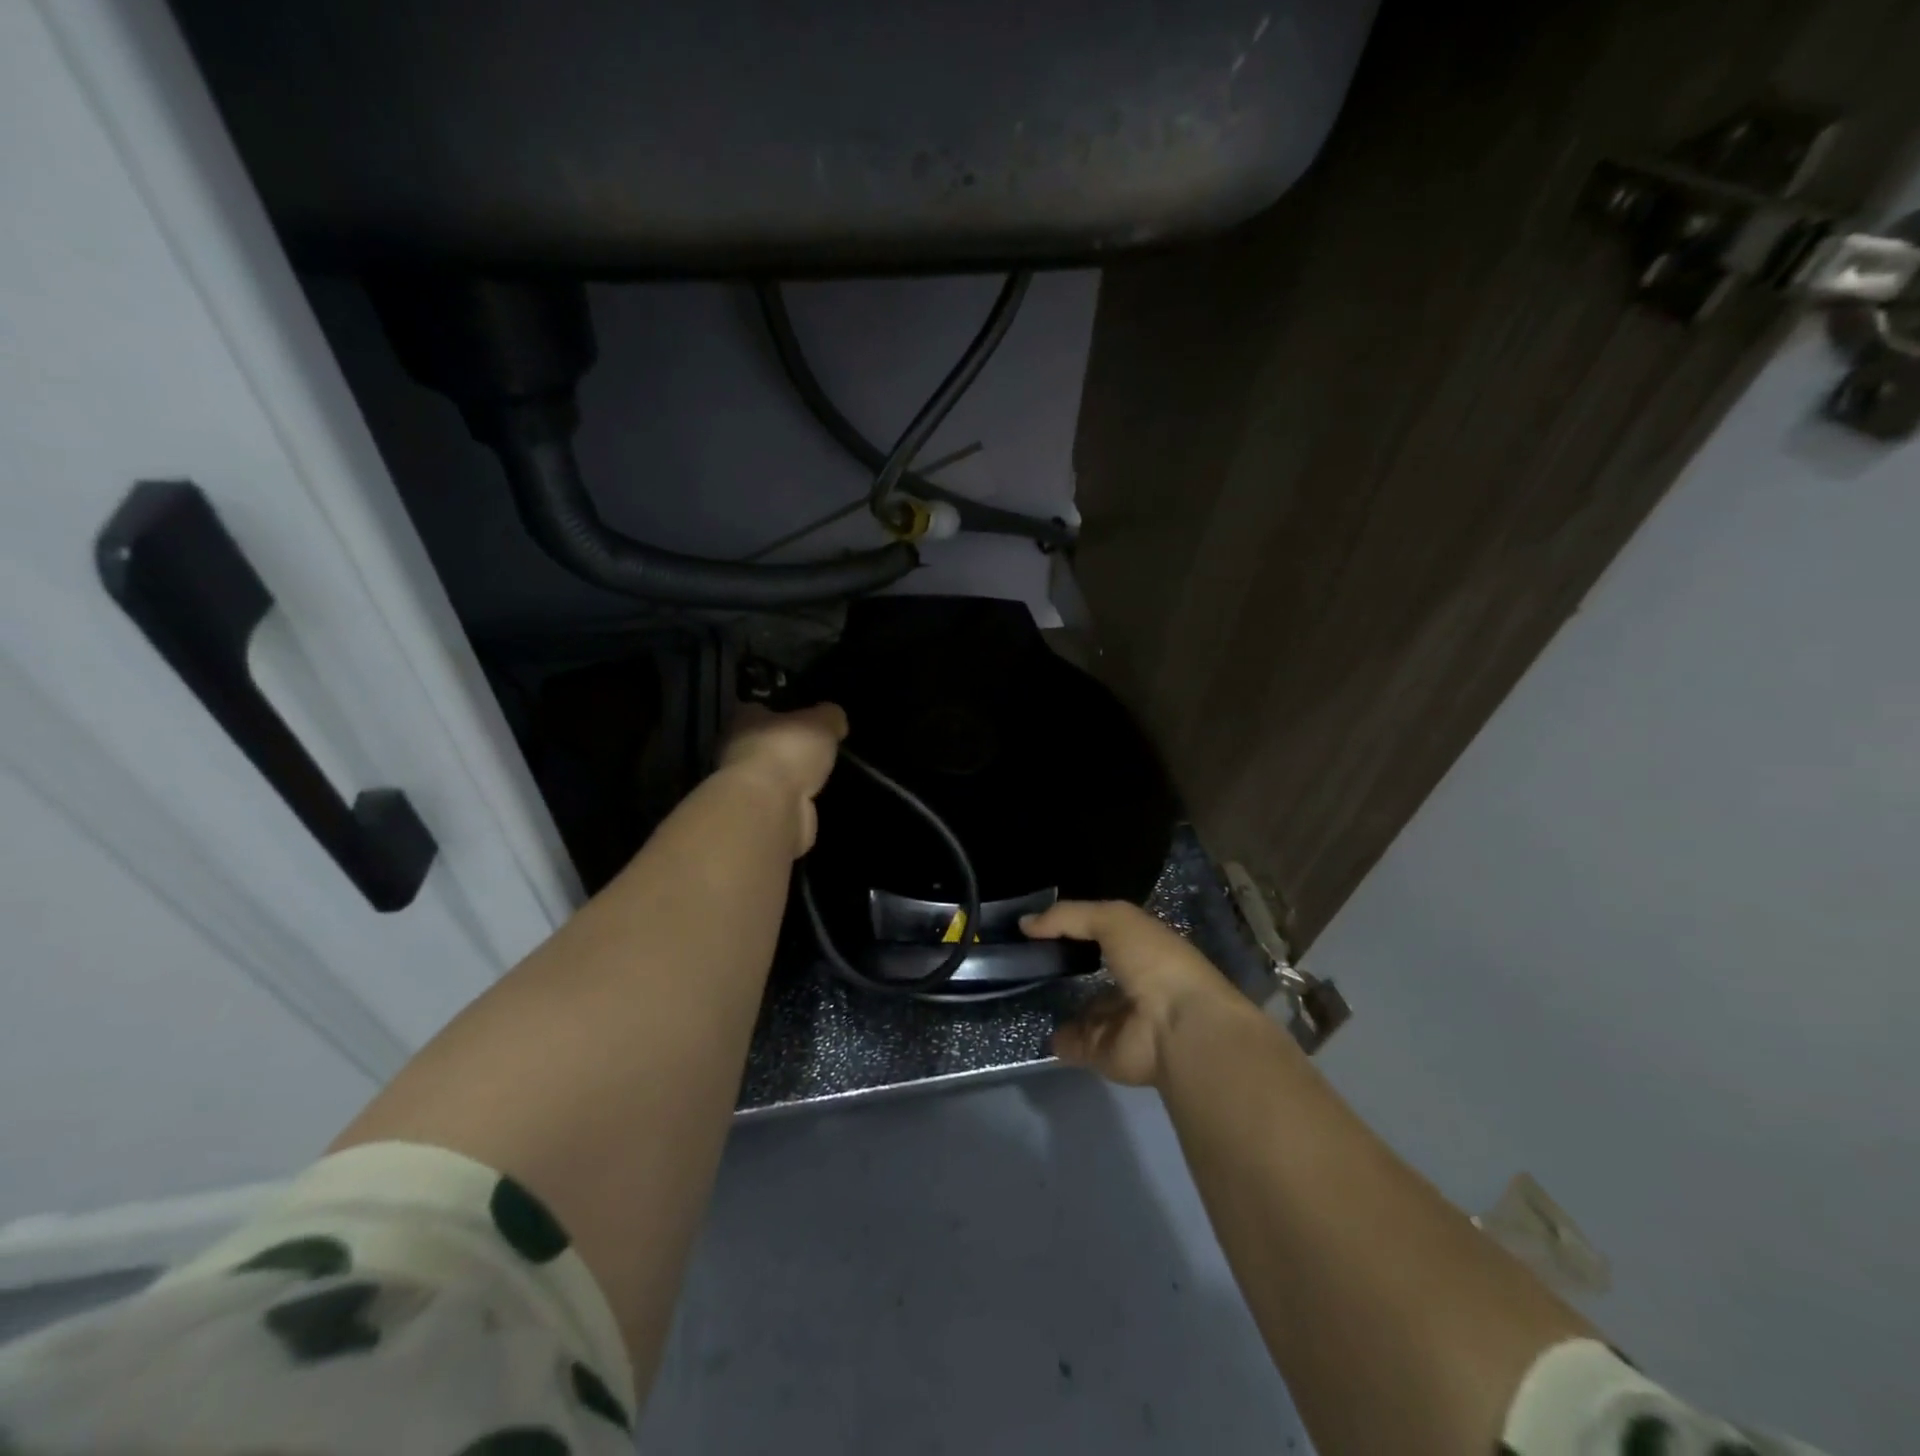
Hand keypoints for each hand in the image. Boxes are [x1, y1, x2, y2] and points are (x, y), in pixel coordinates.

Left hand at [717, 702, 847, 856]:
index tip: (804, 713)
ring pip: (773, 774)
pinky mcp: (758, 814)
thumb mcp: (822, 721)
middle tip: (818, 745)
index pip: (759, 707)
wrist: (770, 807)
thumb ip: (829, 716)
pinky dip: (797, 800)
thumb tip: (835, 719)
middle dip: (788, 745)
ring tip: (823, 773)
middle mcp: (737, 749)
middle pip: (765, 742)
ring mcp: (746, 785)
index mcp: (744, 719)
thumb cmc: (788, 750)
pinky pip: (783, 800)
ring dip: (793, 775)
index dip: (781, 709)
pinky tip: (817, 798)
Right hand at [1021, 900, 1251, 1086]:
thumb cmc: (1154, 963)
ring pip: (1081, 1010)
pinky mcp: (1102, 1052)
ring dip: (1057, 1002)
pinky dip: (1054, 1036)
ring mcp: (1116, 1022)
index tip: (1038, 922)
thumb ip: (1069, 916)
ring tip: (1019, 987)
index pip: (1105, 934)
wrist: (1177, 1028)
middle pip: (1091, 972)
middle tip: (1023, 956)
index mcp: (1143, 950)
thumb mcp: (1114, 919)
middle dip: (1063, 965)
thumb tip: (1025, 923)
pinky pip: (1071, 1042)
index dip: (1075, 926)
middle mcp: (1132, 985)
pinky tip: (1029, 1020)